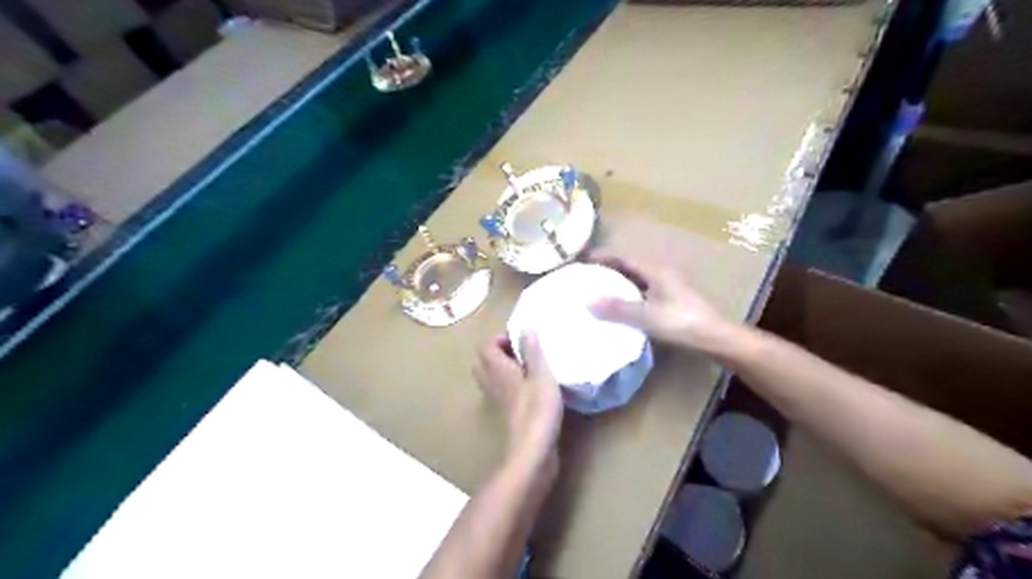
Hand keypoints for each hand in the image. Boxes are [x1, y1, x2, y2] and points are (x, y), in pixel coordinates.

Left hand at [476, 333, 562, 468]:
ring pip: (493, 377)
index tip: (521, 337)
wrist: (534, 451)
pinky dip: (514, 383)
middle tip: (522, 349)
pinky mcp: (510, 414)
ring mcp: (500, 401)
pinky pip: (505, 391)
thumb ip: (533, 351)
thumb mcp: (541, 375)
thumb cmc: (538, 410)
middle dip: (499, 351)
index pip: (486, 347)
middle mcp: (494, 383)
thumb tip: (525, 327)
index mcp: (498, 370)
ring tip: (529, 364)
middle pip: (484, 362)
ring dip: (506, 367)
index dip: (500, 338)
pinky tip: (534, 385)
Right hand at [584, 247, 737, 354]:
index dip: (603, 257)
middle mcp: (660, 274)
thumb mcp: (647, 316)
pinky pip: (642, 292)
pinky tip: (619, 308)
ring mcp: (666, 287)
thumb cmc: (681, 322)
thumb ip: (618, 309)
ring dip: (617, 283)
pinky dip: (627, 295)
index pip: (623, 258)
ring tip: (597, 291)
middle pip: (629, 267)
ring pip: (636, 280)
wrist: (715, 337)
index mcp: (655, 271)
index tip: (582, 261)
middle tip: (586, 277)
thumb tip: (588, 303)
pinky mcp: (670, 300)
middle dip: (607, 269)